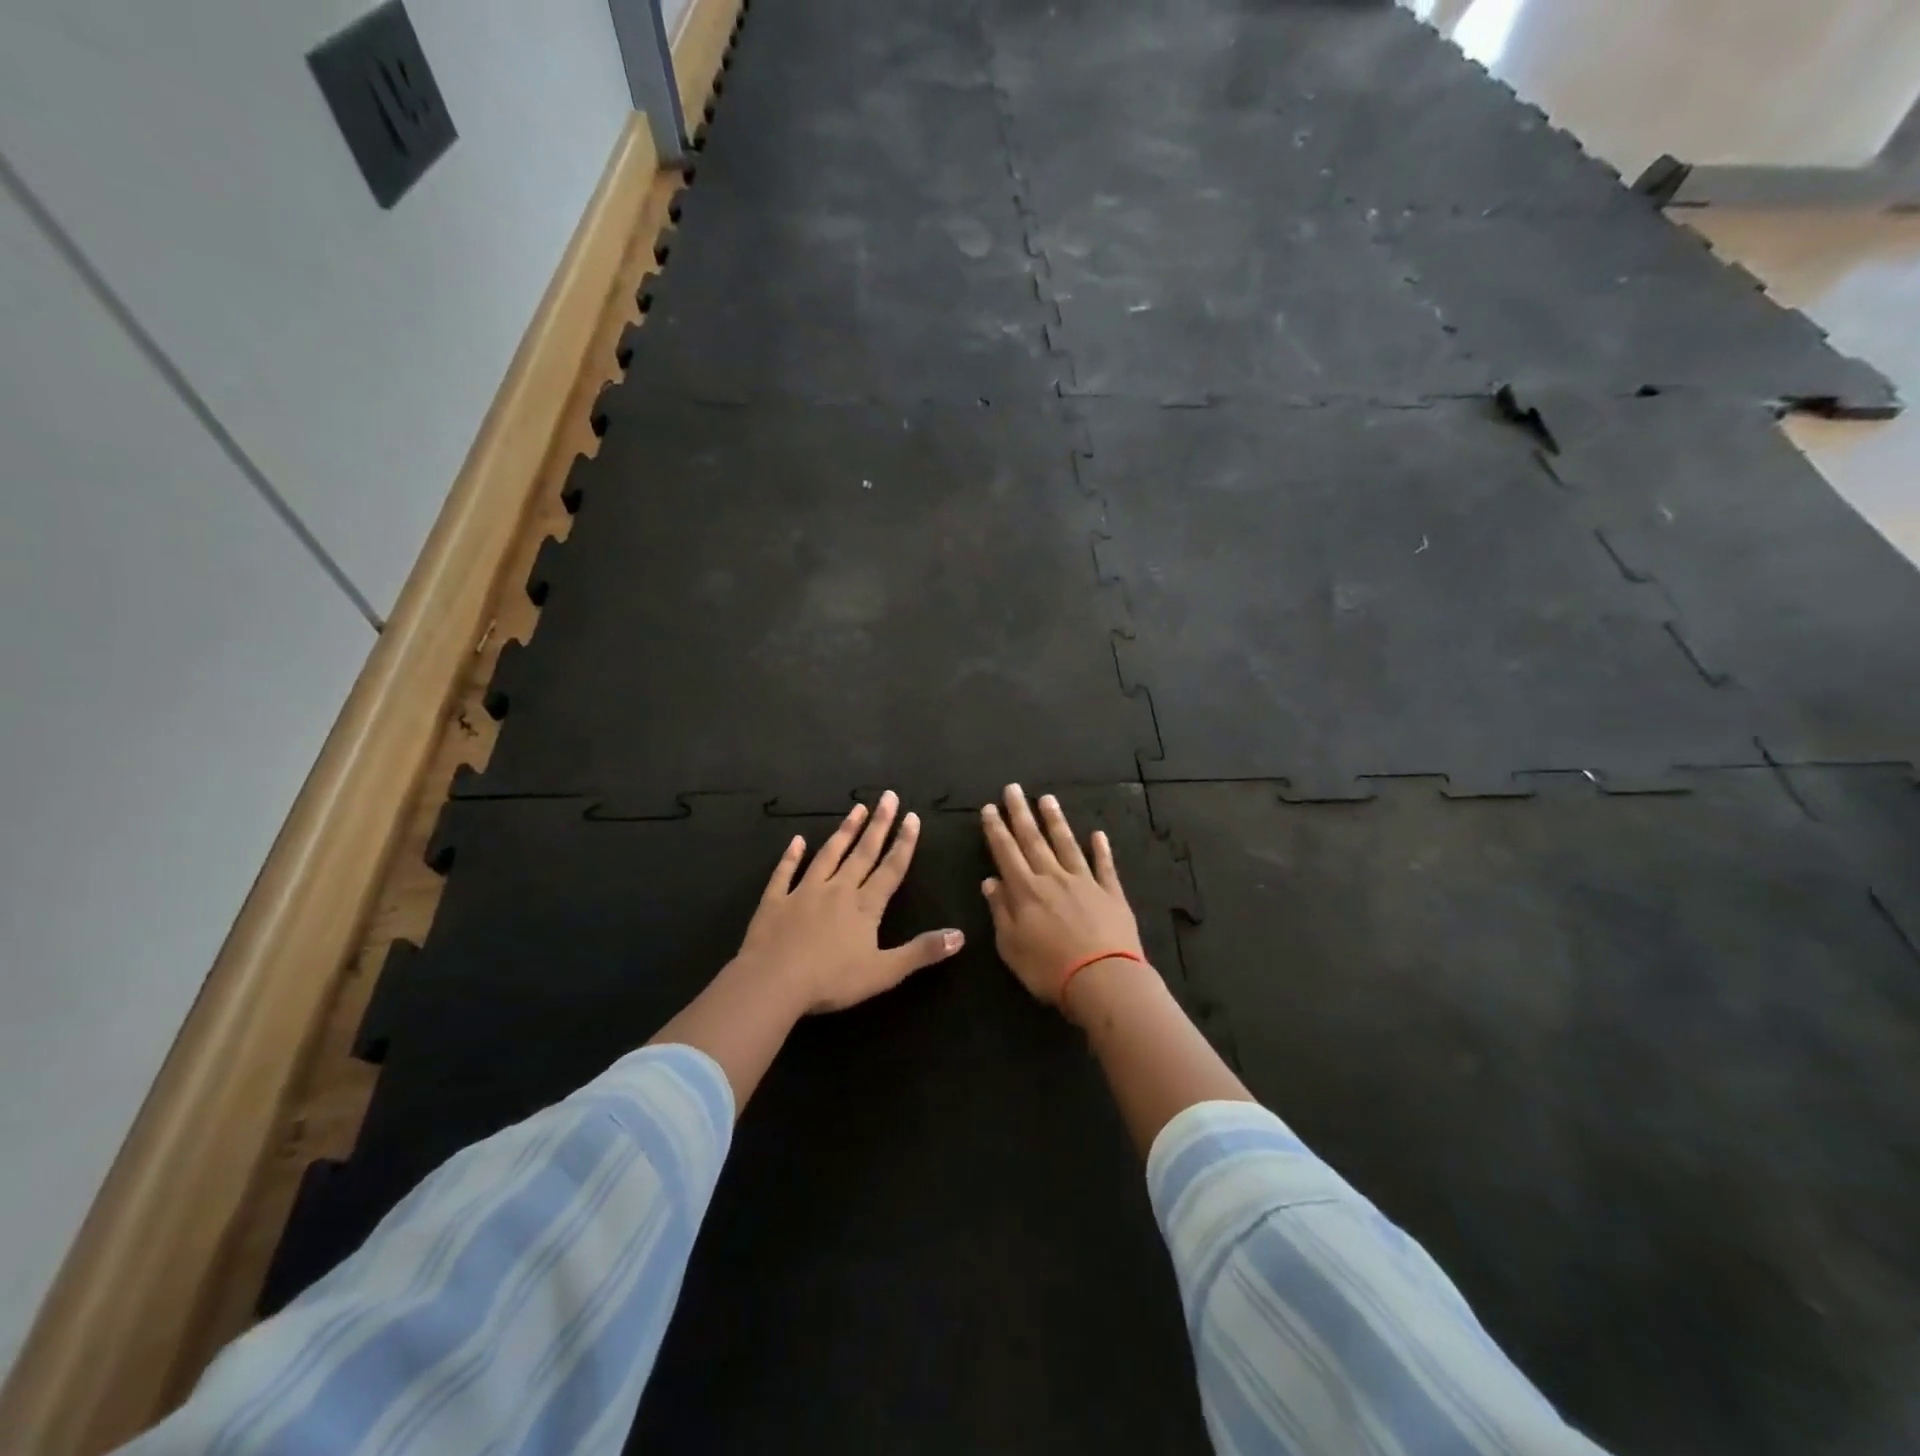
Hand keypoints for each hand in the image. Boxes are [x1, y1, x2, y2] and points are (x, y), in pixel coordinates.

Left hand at [732, 791, 963, 1013]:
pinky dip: (791, 855)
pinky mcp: (775, 901)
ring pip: (828, 855)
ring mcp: (804, 892)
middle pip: (863, 853)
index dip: (904, 843)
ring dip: (844, 831)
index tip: (912, 817)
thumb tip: (960, 935)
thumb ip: (921, 952)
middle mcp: (838, 890)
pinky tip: (797, 841)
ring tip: (856, 809)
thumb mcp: (884, 972)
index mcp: (865, 906)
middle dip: (879, 824)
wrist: (773, 982)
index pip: (890, 869)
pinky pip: (784, 873)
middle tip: (888, 796)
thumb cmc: (832, 980)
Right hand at [980, 784, 1145, 1007]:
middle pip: (1034, 840)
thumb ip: (1000, 911)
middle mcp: (1053, 878)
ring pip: (1067, 844)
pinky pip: (1104, 866)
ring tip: (1047, 798)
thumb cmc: (1049, 969)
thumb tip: (990, 881)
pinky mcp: (1111, 893)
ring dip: (1056, 821)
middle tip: (1013, 788)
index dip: (996, 829)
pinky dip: (1101, 849)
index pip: (1006, 852)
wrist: (1103, 980)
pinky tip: (1098, 834)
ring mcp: (1085, 882)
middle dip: (1020, 813)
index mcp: (1025, 891)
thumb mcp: (1011, 946)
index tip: (990, 807)